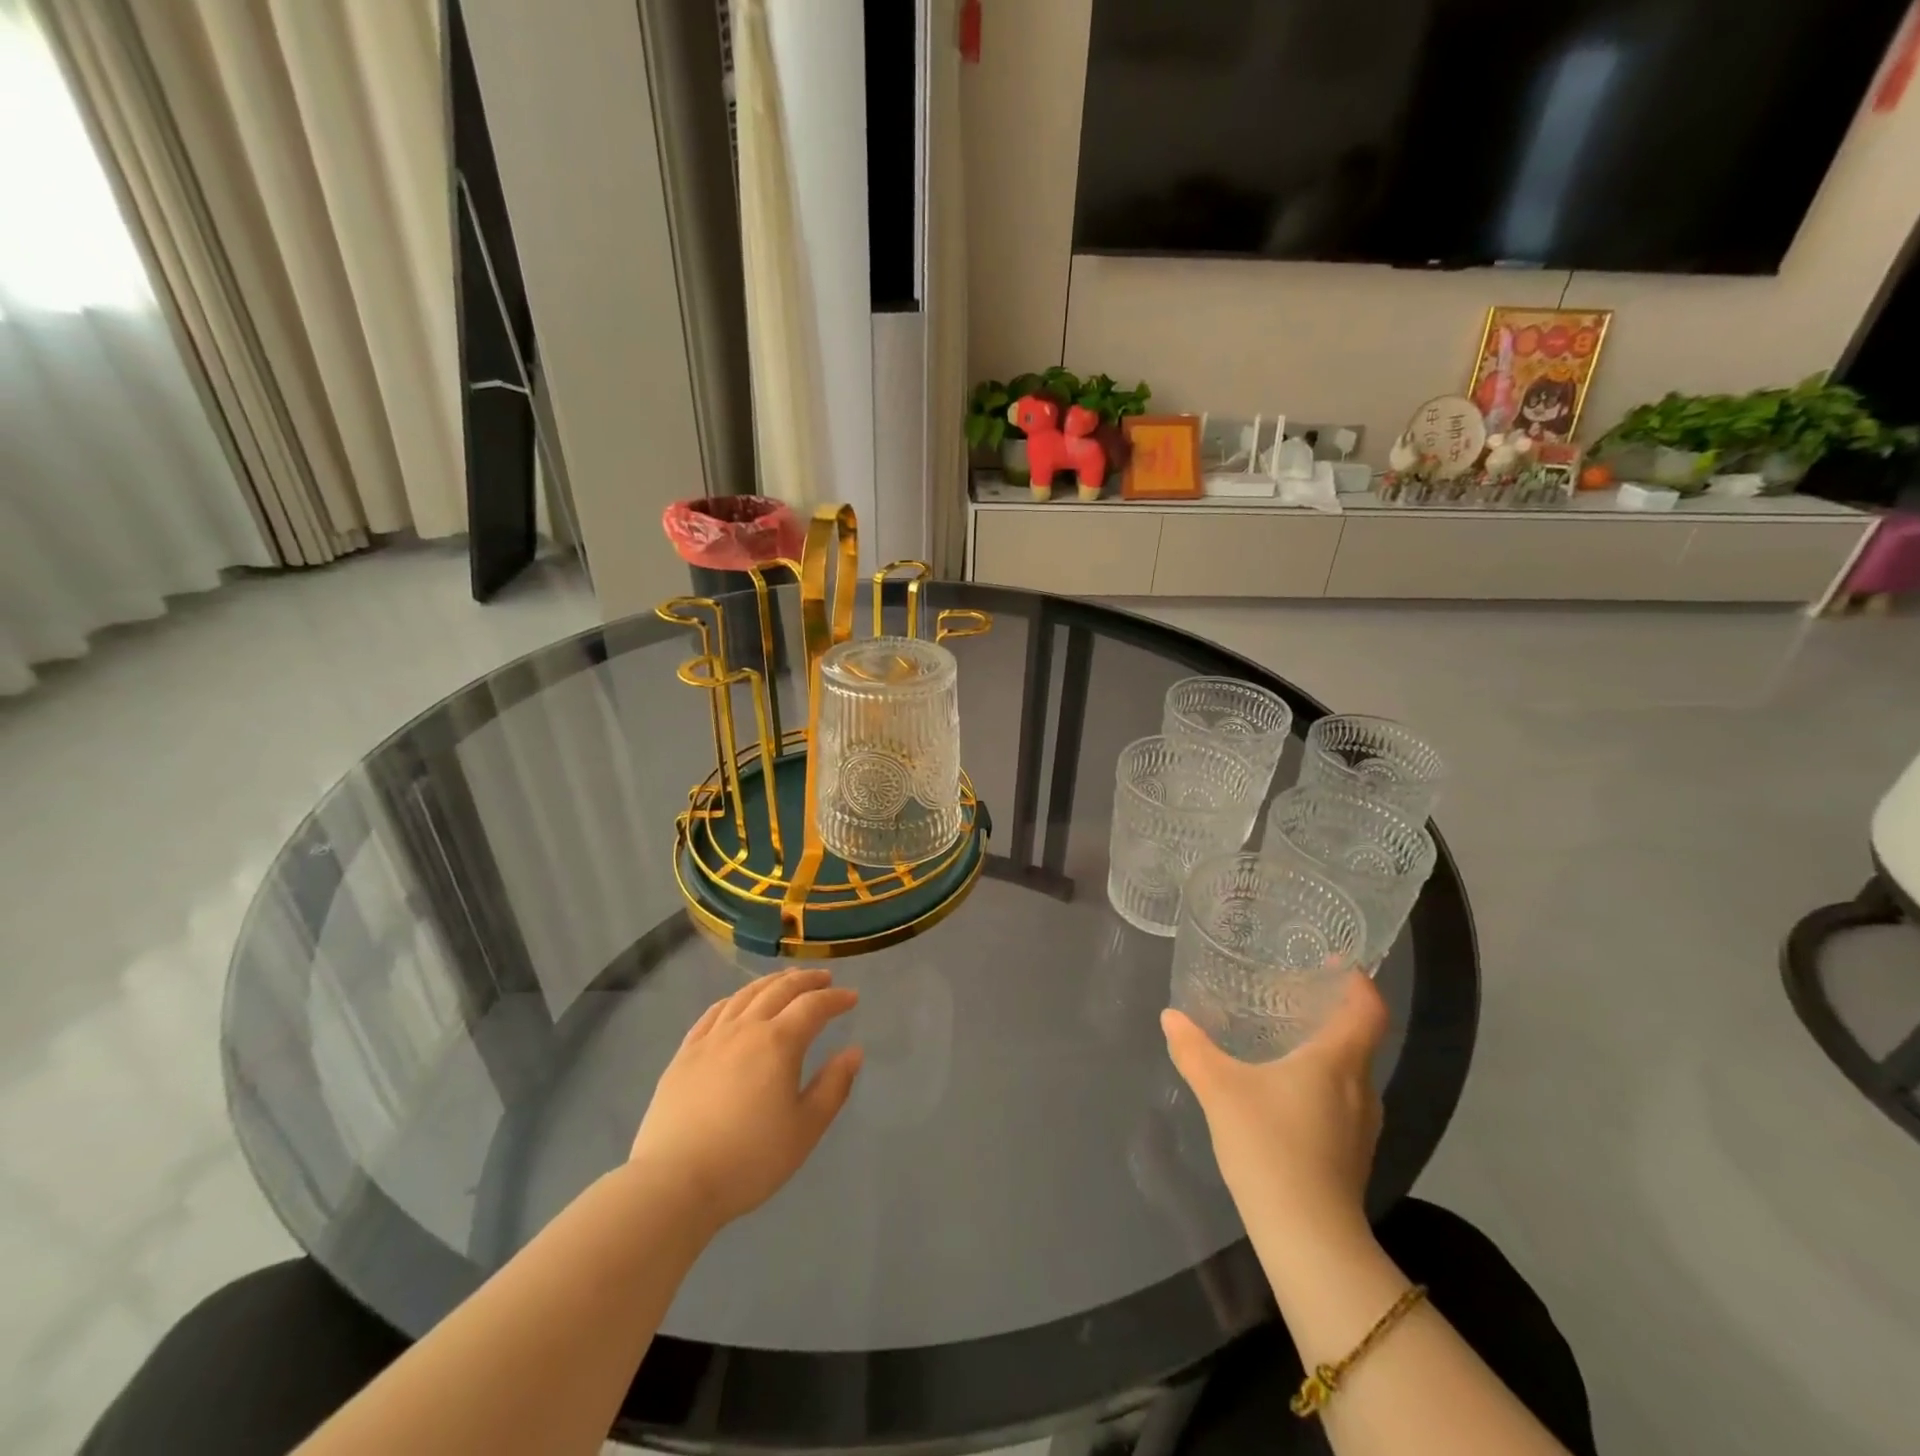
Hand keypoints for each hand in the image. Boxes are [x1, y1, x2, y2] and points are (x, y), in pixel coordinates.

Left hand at [629, 969, 862, 1230]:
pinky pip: (714, 1013)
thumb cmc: (749, 1159)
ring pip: (745, 995)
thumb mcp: (805, 1129)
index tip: (852, 997)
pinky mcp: (685, 1053)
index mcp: (779, 1043)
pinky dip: (734, 999)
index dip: (835, 999)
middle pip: (779, 990)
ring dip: (771, 982)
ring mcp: (711, 1038)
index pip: (813, 1006)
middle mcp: (746, 1028)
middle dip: (806, 980)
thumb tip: (853, 1052)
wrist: (674, 1182)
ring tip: (786, 980)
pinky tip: (738, 1003)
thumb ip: (833, 1086)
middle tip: (824, 978)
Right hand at [1160, 973, 1388, 1249]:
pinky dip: (1322, 1083)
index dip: (1358, 981)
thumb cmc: (1270, 1146)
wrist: (1308, 1237)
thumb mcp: (1220, 1089)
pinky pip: (1343, 1101)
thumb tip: (1171, 1017)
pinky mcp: (1353, 1154)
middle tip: (1291, 995)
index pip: (1368, 1009)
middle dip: (1331, 1013)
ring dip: (1326, 1051)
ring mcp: (1363, 1126)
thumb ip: (1194, 1049)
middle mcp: (1361, 1088)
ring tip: (1285, 1039)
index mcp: (1338, 1061)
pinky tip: (1286, 1092)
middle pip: (1359, 1038)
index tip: (1335, 964)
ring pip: (1351, 1072)